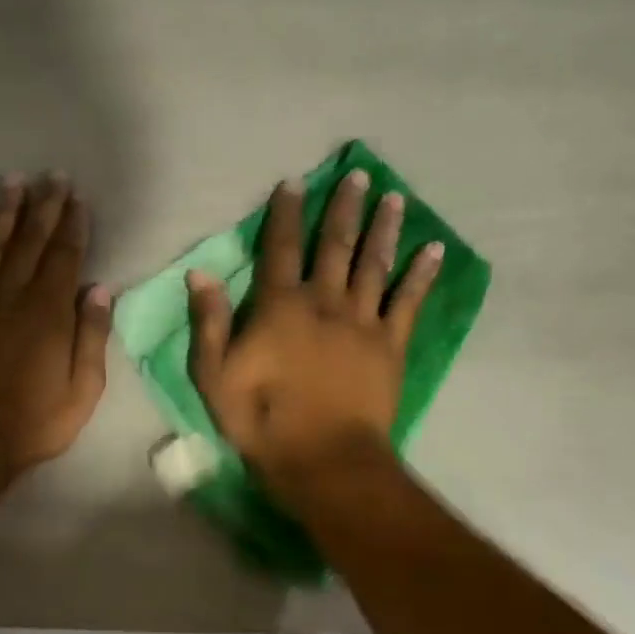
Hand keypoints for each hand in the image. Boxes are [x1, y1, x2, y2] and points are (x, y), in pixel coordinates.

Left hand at [0, 175, 111, 471]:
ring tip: (13, 181)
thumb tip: (99, 288)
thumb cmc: (36, 421)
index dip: (72, 226)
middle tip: (51, 176)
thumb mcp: (83, 389)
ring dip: (4, 213)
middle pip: (30, 243)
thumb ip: (91, 336)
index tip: (77, 198)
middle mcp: (12, 297)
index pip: (64, 258)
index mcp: (49, 314)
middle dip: (43, 207)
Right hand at [188, 170, 441, 495]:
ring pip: (374, 264)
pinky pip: (408, 302)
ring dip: (384, 228)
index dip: (284, 215)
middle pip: (335, 245)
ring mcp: (362, 321)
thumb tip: (200, 273)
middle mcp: (324, 302)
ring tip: (394, 197)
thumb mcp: (214, 376)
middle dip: (343, 208)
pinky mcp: (391, 345)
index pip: (279, 249)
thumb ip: (209, 322)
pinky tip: (433, 249)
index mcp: (280, 307)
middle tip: (358, 175)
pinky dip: (421, 274)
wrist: (322, 458)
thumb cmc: (262, 420)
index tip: (293, 183)